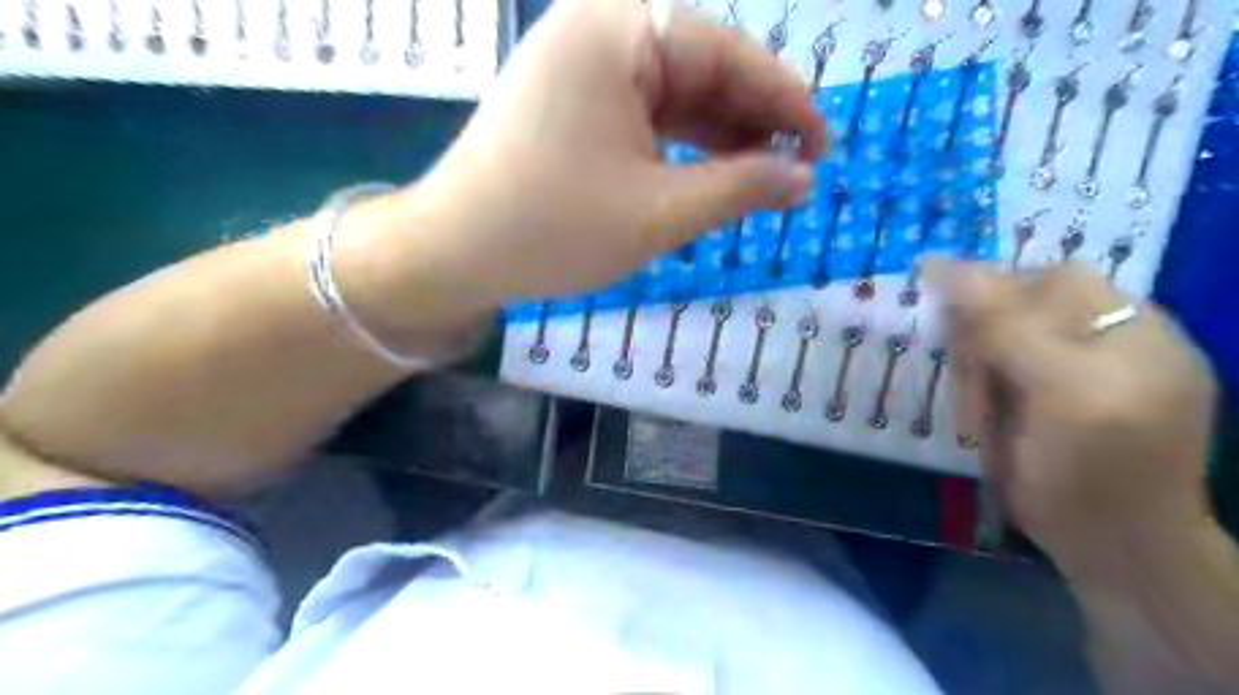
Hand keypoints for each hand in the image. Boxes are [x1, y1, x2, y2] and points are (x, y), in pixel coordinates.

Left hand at [364, 0, 819, 316]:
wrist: (456, 253)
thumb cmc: (554, 230)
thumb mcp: (659, 212)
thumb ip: (740, 187)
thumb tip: (802, 177)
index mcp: (618, 31)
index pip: (726, 51)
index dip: (783, 99)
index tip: (822, 145)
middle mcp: (597, 29)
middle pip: (700, 64)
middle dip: (751, 119)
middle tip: (792, 170)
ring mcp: (579, 63)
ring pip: (673, 90)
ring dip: (719, 133)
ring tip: (760, 177)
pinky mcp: (570, 98)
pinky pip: (643, 109)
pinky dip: (679, 141)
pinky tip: (709, 171)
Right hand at [929, 261, 1216, 575]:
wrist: (1107, 548)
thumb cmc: (1098, 468)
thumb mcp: (1061, 389)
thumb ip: (1003, 324)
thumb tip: (937, 263)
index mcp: (1125, 326)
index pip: (1046, 278)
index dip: (995, 295)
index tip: (954, 328)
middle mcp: (1095, 339)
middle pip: (1011, 310)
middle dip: (981, 350)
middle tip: (979, 396)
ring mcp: (1061, 371)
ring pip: (988, 342)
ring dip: (973, 379)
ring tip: (981, 422)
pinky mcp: (1031, 399)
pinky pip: (984, 371)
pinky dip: (972, 393)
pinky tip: (981, 425)